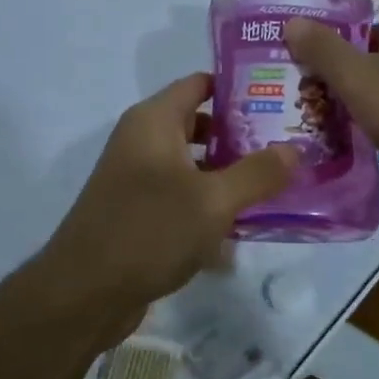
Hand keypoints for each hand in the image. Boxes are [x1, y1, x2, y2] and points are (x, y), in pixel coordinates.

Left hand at [40, 73, 296, 318]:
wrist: (84, 294)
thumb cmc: (149, 231)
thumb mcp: (213, 201)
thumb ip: (257, 173)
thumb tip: (294, 148)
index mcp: (153, 121)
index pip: (200, 84)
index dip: (239, 87)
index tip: (281, 98)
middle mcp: (142, 141)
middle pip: (199, 123)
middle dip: (242, 133)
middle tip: (289, 143)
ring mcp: (137, 178)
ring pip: (192, 163)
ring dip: (229, 172)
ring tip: (277, 181)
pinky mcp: (138, 212)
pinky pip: (182, 195)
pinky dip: (209, 201)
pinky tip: (244, 223)